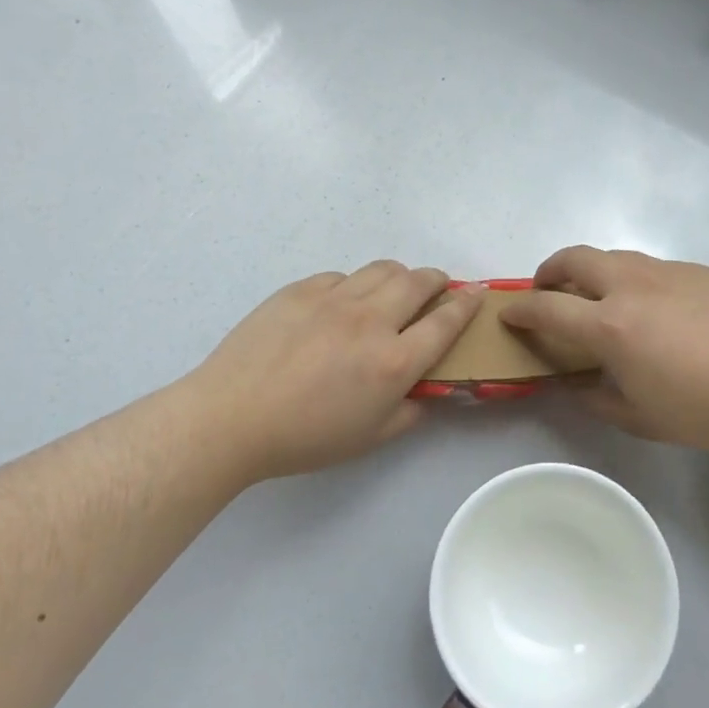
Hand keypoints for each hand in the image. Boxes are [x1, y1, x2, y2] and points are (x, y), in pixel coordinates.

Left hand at [180, 262, 481, 484]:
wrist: (231, 417)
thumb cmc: (305, 438)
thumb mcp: (370, 438)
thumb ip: (410, 411)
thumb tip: (428, 391)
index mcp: (393, 361)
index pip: (445, 322)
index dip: (467, 304)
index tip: (477, 292)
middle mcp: (371, 320)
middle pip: (418, 281)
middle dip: (437, 280)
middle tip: (437, 288)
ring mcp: (333, 298)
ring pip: (382, 269)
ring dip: (399, 276)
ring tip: (394, 290)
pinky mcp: (301, 289)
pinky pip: (341, 276)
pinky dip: (354, 285)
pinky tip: (342, 305)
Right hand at [501, 246, 708, 451]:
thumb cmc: (703, 410)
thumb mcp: (638, 417)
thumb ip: (593, 397)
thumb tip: (571, 384)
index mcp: (610, 325)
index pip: (547, 307)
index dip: (520, 310)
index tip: (509, 314)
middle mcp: (631, 286)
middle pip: (573, 258)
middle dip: (549, 270)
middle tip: (548, 291)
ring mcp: (667, 272)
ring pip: (613, 256)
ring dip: (592, 272)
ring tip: (599, 298)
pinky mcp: (698, 270)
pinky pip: (653, 267)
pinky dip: (634, 281)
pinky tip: (655, 310)